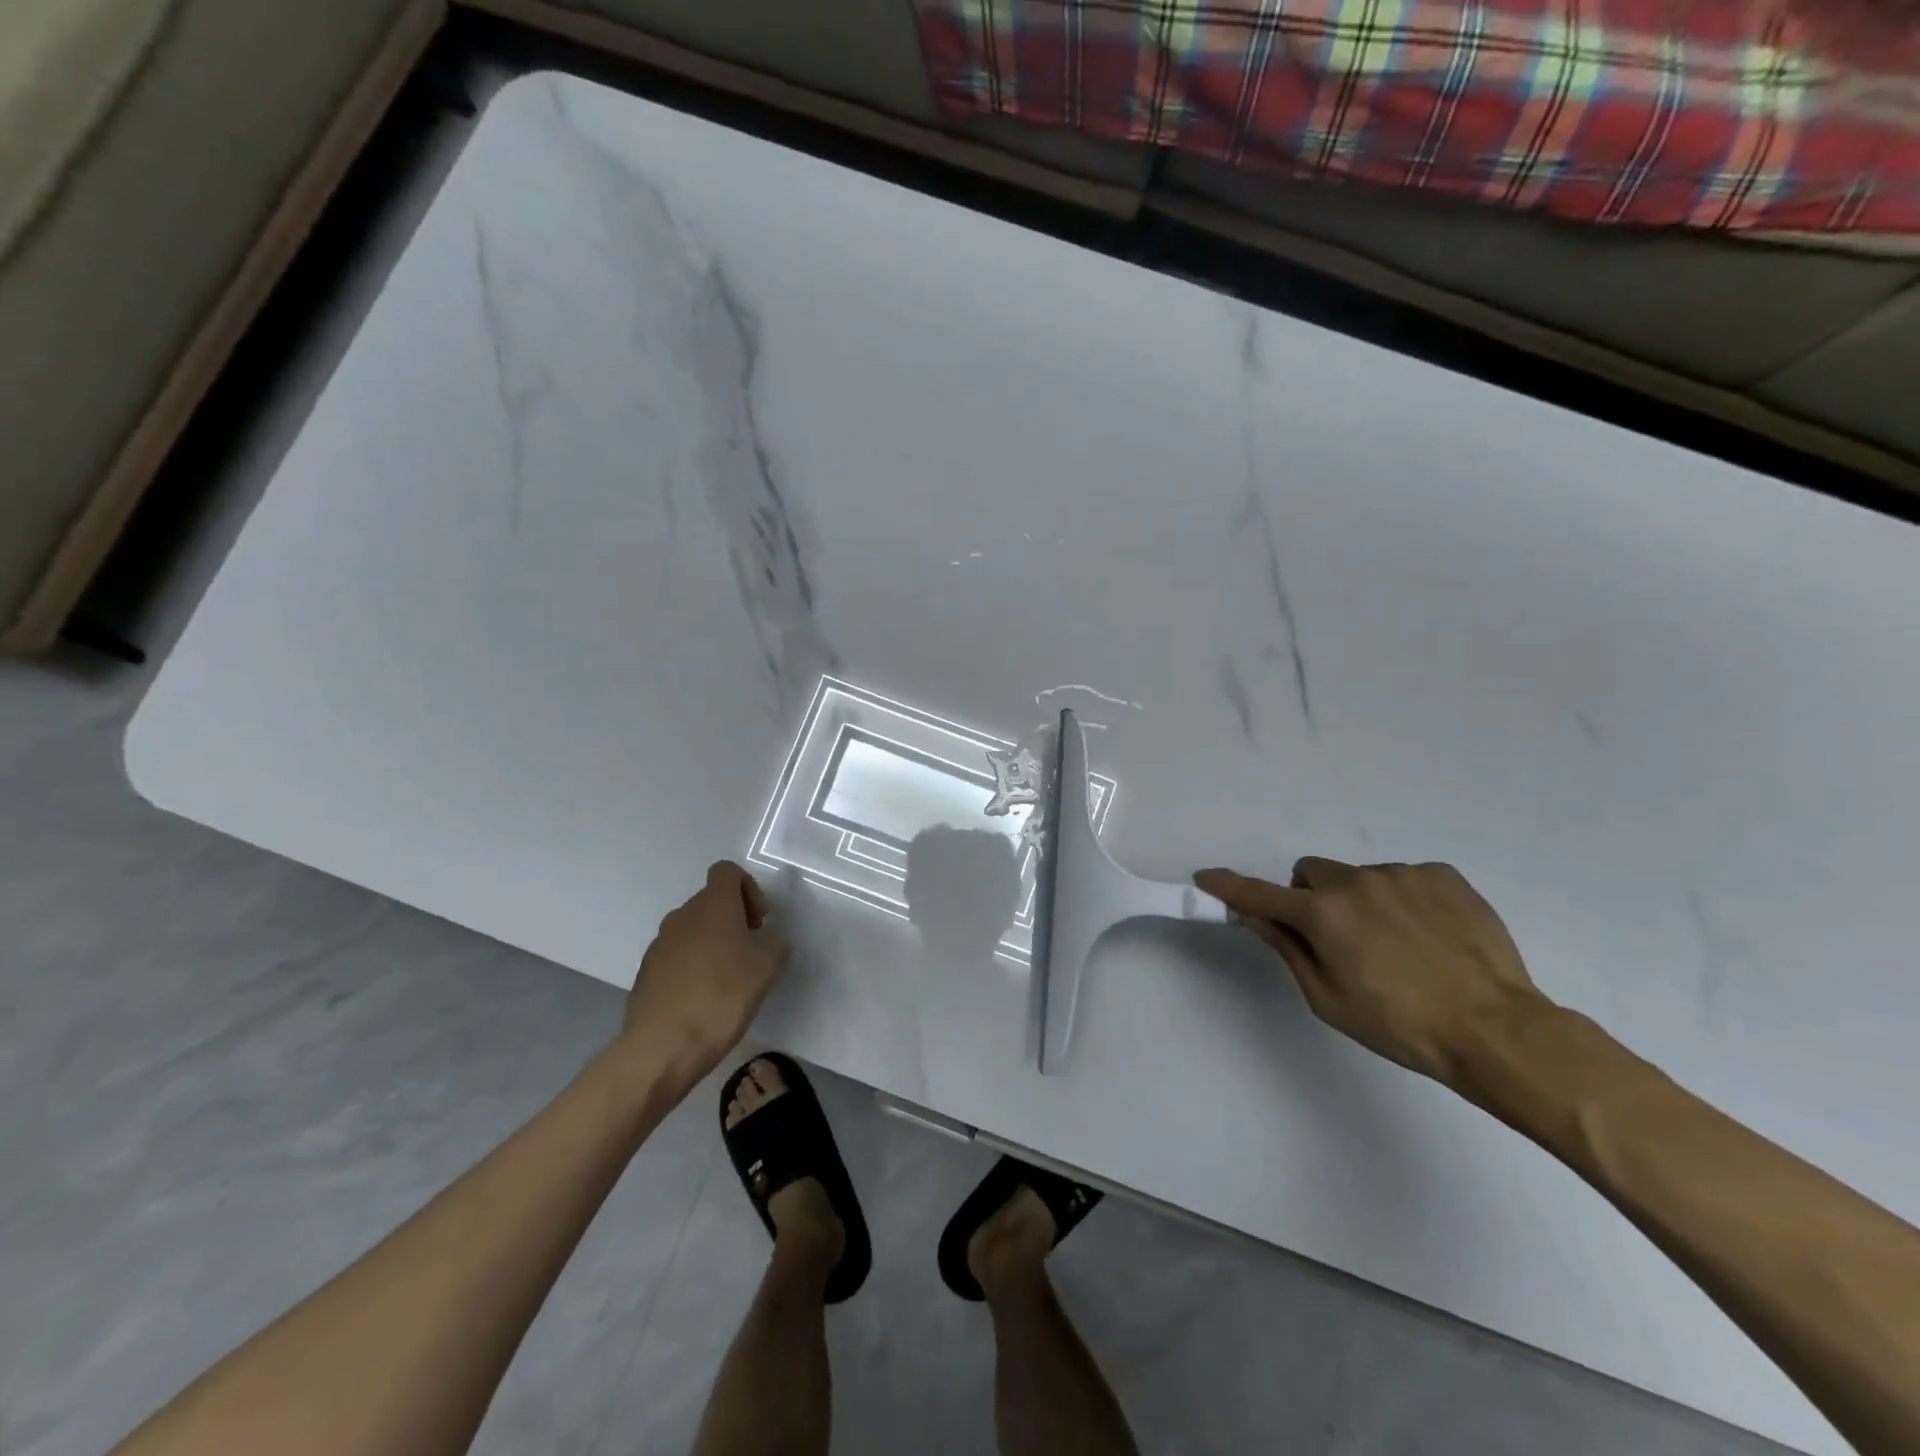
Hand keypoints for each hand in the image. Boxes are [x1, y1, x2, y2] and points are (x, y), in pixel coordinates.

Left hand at [620, 862, 789, 1083]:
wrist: (662, 1047)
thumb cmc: (722, 998)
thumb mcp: (766, 969)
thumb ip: (776, 945)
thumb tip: (771, 940)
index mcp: (712, 905)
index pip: (727, 871)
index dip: (748, 888)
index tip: (760, 921)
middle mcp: (682, 915)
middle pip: (711, 900)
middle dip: (734, 918)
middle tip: (752, 950)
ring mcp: (660, 943)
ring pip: (693, 928)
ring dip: (713, 942)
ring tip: (729, 977)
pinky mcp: (647, 971)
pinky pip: (677, 954)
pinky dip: (693, 964)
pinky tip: (704, 997)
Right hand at [1194, 858, 1548, 1087]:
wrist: (1497, 1030)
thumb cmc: (1400, 1025)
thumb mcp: (1328, 999)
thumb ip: (1287, 949)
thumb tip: (1255, 916)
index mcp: (1324, 915)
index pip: (1261, 894)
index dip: (1229, 886)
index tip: (1206, 877)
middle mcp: (1357, 882)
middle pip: (1311, 874)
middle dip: (1311, 898)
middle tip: (1336, 939)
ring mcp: (1403, 874)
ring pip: (1359, 877)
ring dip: (1360, 901)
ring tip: (1398, 946)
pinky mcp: (1443, 875)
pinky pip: (1404, 879)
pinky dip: (1403, 900)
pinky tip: (1429, 936)